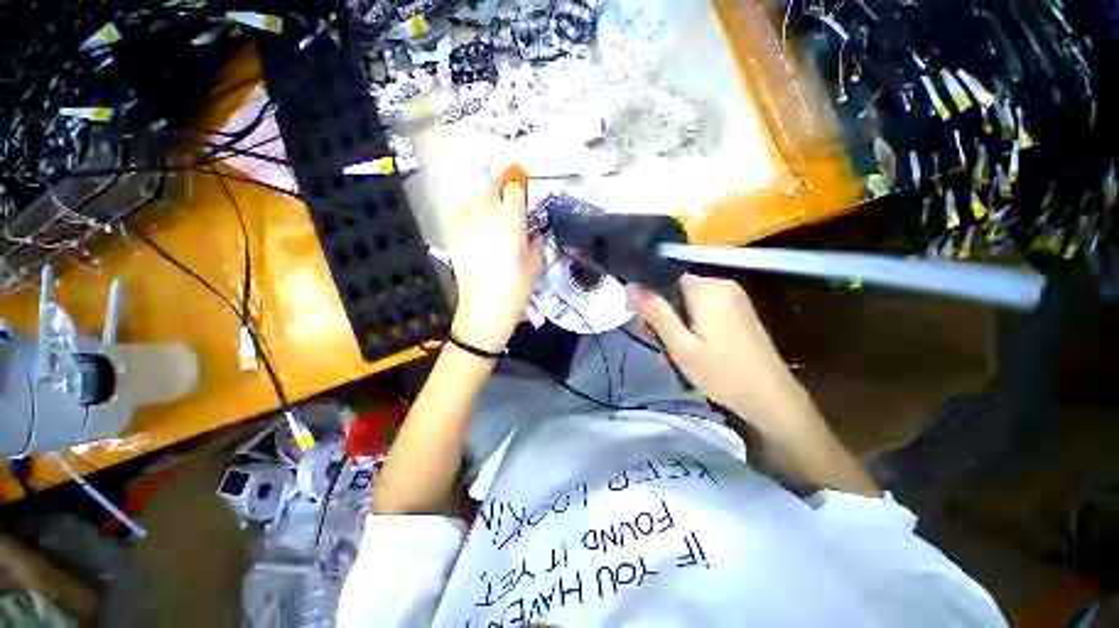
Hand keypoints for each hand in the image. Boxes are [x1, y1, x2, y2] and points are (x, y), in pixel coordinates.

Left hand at [443, 178, 543, 351]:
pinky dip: (466, 217)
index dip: (518, 185)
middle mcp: (487, 212)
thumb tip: (533, 234)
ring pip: (474, 199)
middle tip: (506, 207)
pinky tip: (472, 231)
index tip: (521, 190)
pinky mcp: (452, 234)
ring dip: (483, 205)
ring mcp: (466, 222)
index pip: (514, 186)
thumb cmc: (517, 285)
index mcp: (511, 217)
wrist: (487, 305)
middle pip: (491, 186)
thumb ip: (537, 242)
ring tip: (488, 222)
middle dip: (500, 191)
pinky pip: (458, 214)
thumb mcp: (537, 263)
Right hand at [632, 276, 818, 440]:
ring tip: (673, 355)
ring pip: (687, 303)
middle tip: (659, 347)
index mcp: (708, 290)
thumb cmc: (723, 375)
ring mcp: (733, 297)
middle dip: (662, 317)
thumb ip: (657, 314)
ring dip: (675, 326)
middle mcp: (721, 285)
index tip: (642, 325)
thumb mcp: (682, 347)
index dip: (648, 299)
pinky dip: (691, 327)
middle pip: (675, 292)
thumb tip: (632, 287)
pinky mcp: (737, 310)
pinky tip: (690, 350)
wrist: (771, 398)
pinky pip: (703, 310)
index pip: (664, 279)